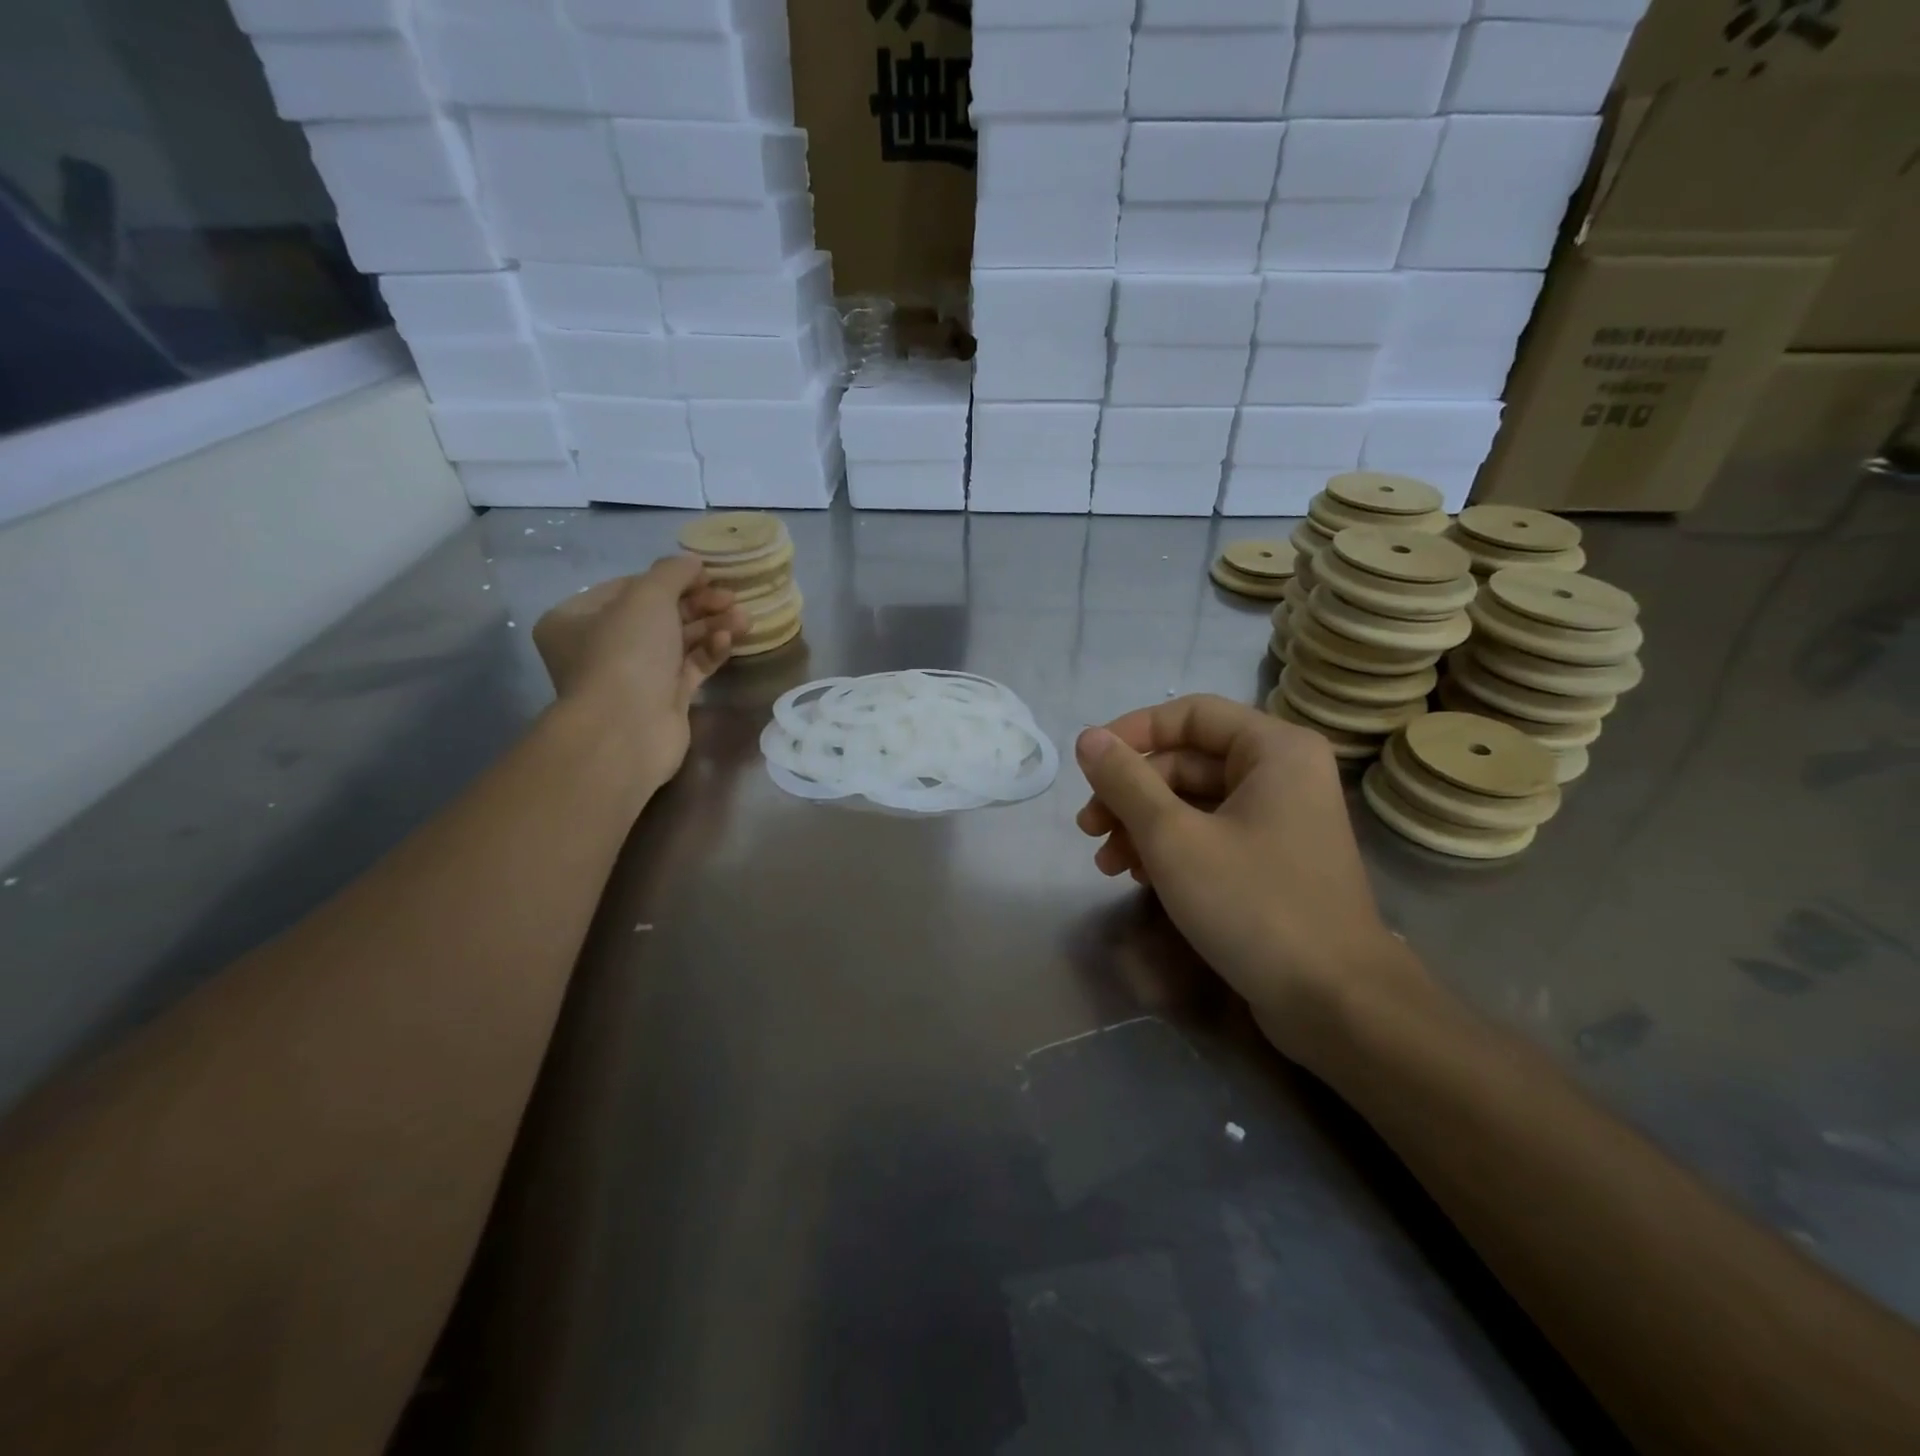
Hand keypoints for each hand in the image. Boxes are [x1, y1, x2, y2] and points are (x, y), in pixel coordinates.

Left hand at [532, 556, 748, 790]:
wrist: (627, 730)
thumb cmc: (625, 654)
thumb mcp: (647, 597)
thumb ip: (673, 573)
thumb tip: (692, 562)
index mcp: (576, 618)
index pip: (628, 587)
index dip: (670, 579)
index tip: (707, 575)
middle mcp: (600, 646)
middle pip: (658, 615)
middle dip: (698, 604)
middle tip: (731, 597)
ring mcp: (633, 676)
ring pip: (677, 642)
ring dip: (711, 626)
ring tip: (744, 618)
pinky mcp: (662, 700)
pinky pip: (689, 668)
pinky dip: (709, 652)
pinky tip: (729, 641)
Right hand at [1074, 695, 1420, 1062]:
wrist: (1335, 1003)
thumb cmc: (1254, 905)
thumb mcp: (1174, 838)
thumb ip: (1126, 781)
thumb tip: (1088, 737)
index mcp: (1273, 750)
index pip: (1189, 715)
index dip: (1132, 732)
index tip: (1089, 765)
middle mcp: (1282, 774)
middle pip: (1187, 761)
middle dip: (1131, 793)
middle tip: (1088, 828)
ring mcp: (1280, 821)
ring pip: (1194, 803)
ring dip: (1143, 826)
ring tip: (1106, 864)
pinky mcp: (1273, 862)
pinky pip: (1211, 835)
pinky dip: (1171, 850)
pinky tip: (1139, 878)